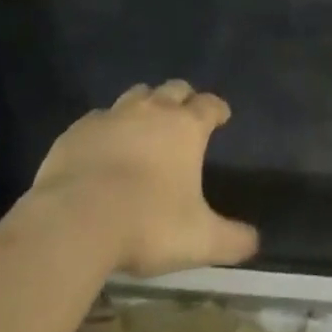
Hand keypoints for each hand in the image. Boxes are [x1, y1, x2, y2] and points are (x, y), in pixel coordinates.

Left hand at [23, 80, 258, 276]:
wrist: (76, 220)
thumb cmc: (146, 224)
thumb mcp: (198, 240)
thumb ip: (231, 239)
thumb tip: (255, 242)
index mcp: (186, 127)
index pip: (209, 105)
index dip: (217, 108)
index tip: (221, 116)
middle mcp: (153, 110)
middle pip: (174, 88)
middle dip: (183, 98)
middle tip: (184, 115)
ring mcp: (113, 115)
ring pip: (136, 95)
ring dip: (145, 104)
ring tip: (144, 125)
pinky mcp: (78, 130)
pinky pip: (98, 119)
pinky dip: (106, 127)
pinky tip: (102, 146)